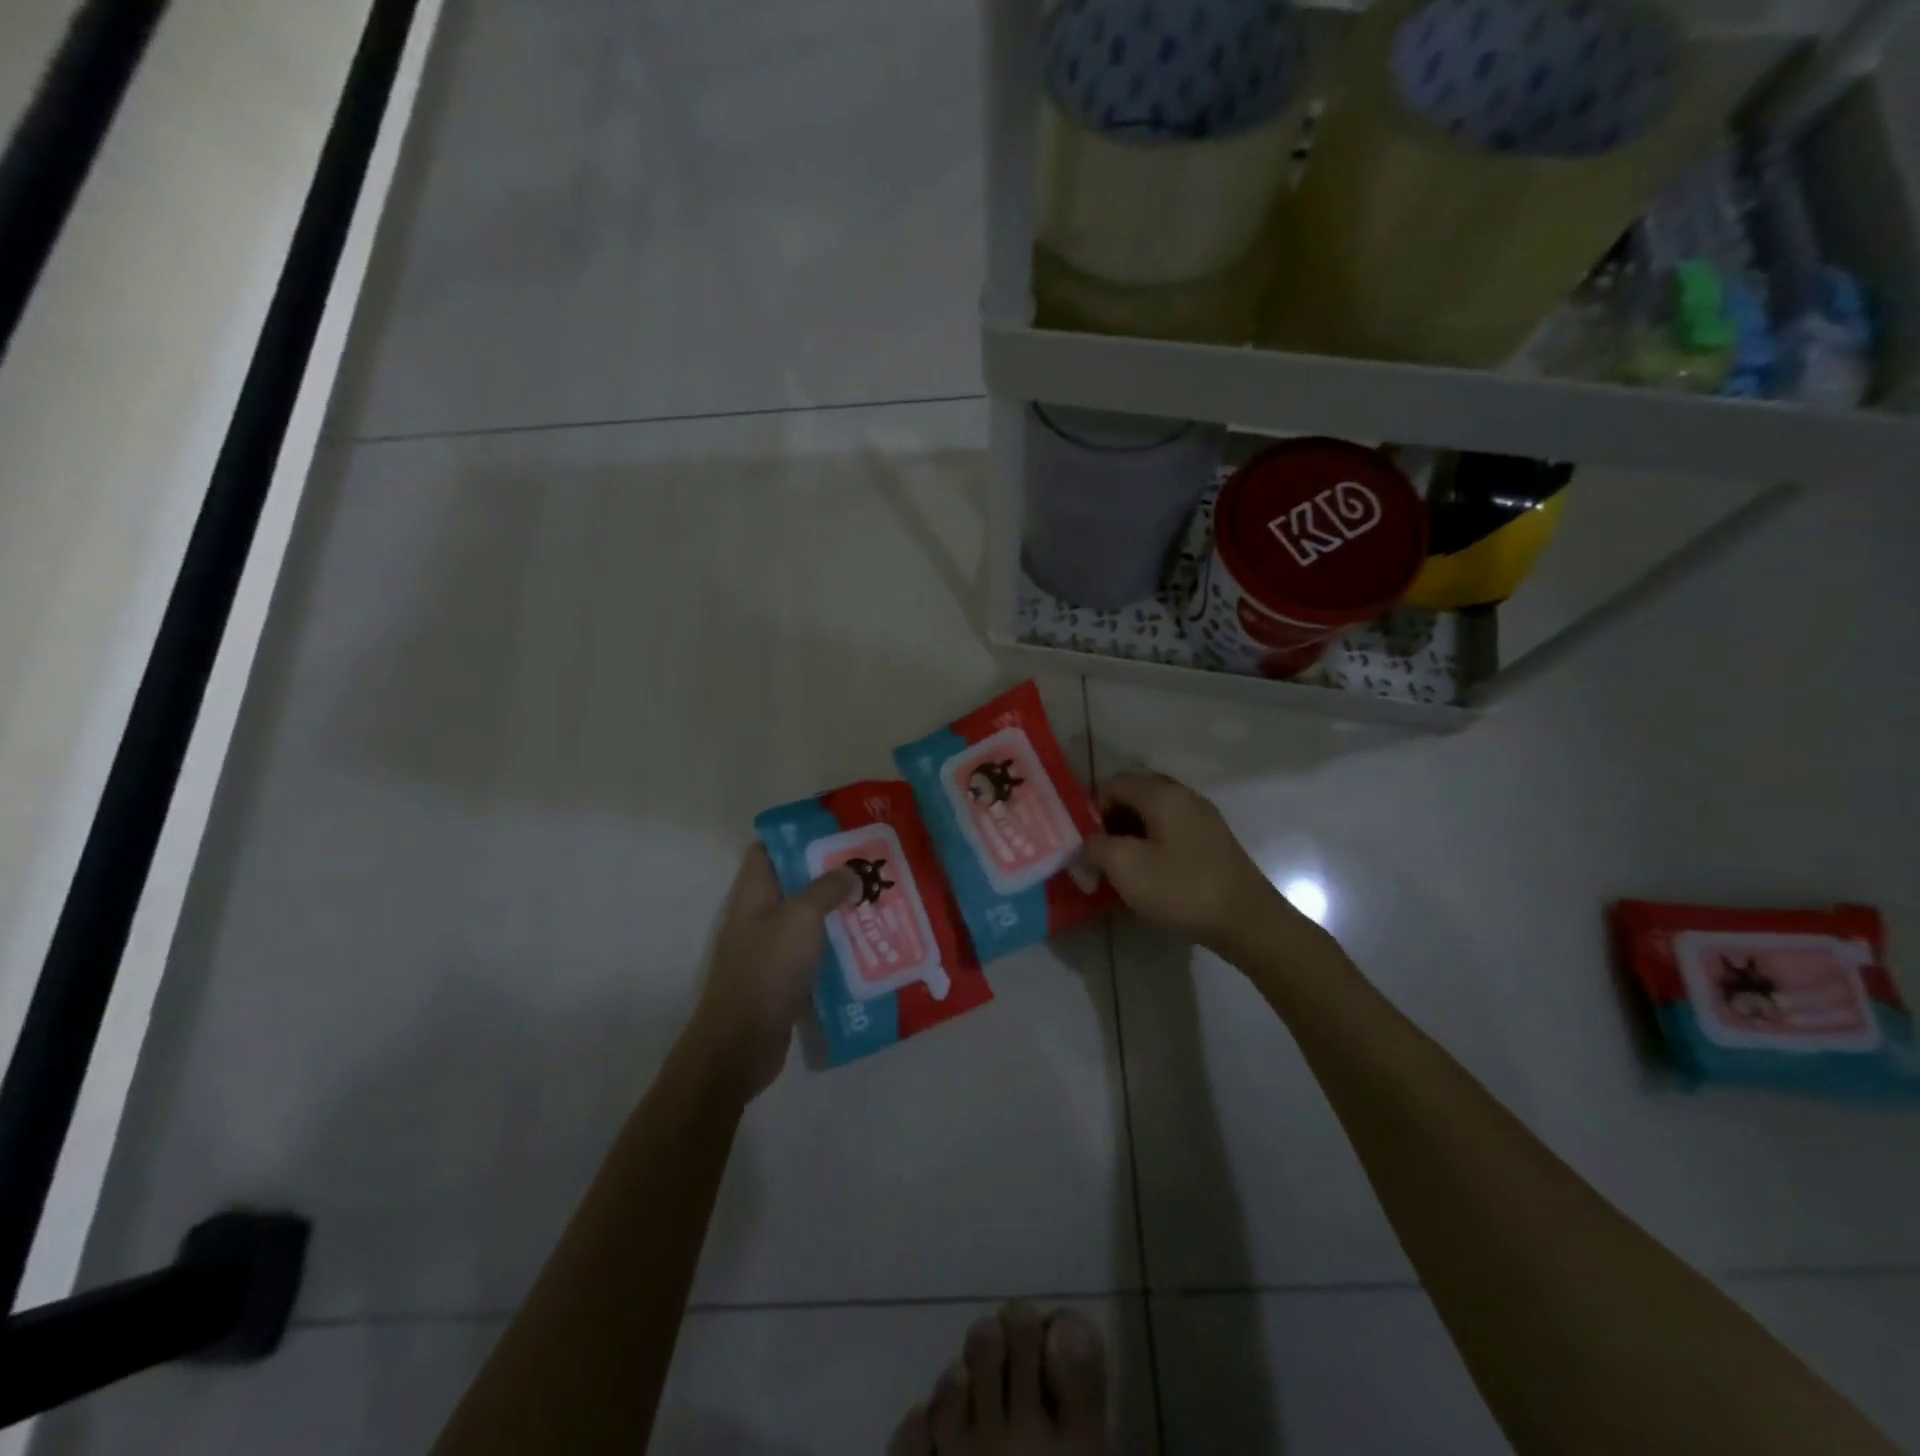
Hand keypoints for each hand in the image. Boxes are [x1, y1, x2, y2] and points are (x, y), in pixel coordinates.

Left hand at [686, 847, 855, 1100]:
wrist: (742, 1043)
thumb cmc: (768, 970)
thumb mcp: (801, 918)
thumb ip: (826, 888)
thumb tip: (850, 872)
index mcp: (753, 893)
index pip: (768, 849)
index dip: (798, 837)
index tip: (837, 832)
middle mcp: (758, 916)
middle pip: (794, 883)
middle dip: (829, 873)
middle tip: (870, 865)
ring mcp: (770, 949)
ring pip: (807, 919)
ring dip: (837, 911)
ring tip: (876, 900)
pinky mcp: (783, 978)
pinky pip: (813, 952)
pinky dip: (836, 947)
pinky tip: (867, 945)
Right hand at [1083, 772, 1301, 953]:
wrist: (1247, 921)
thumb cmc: (1181, 888)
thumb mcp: (1125, 866)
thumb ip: (1095, 847)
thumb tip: (1086, 843)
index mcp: (1161, 793)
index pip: (1112, 783)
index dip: (1089, 809)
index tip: (1081, 842)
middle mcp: (1183, 797)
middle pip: (1133, 797)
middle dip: (1108, 823)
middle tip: (1095, 855)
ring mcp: (1202, 819)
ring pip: (1152, 817)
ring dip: (1128, 837)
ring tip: (1117, 870)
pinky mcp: (1212, 843)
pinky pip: (1170, 833)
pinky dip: (1151, 847)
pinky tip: (1146, 877)